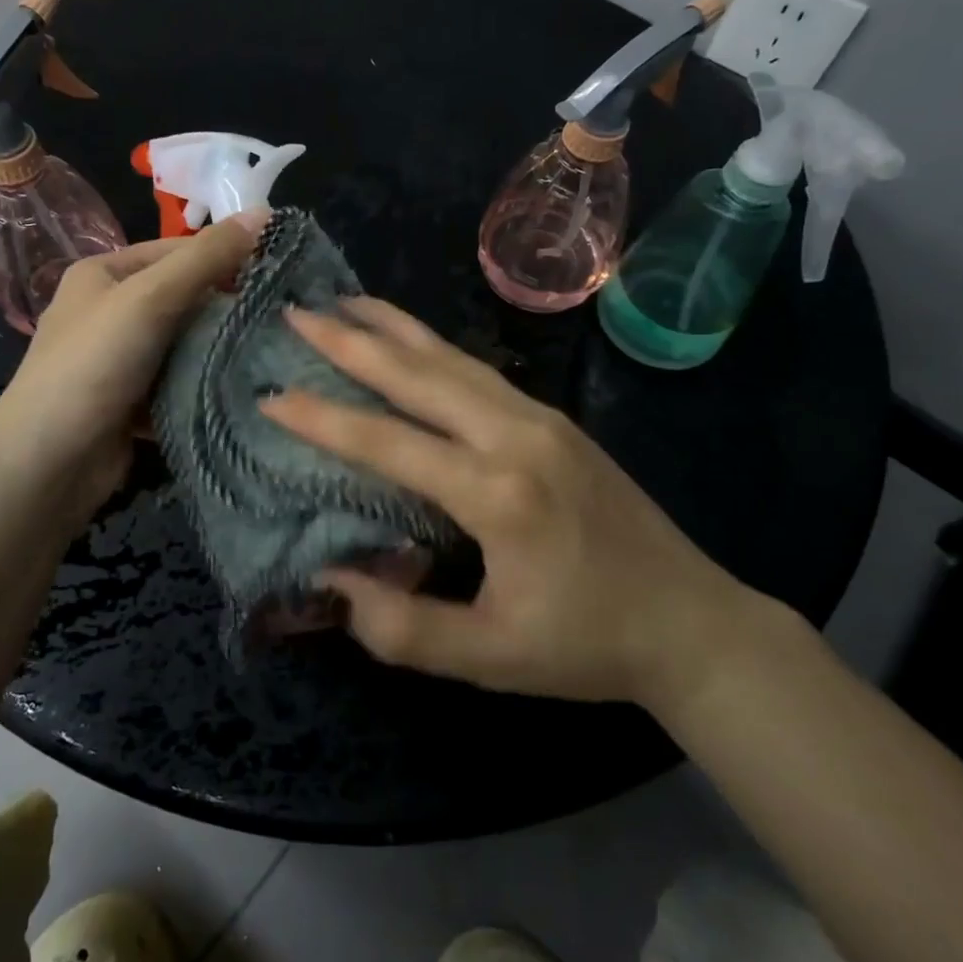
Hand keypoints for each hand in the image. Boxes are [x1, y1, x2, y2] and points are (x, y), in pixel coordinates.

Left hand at [0, 211, 266, 530]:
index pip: (177, 251)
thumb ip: (206, 257)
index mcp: (104, 274)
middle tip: (282, 317)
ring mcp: (120, 360)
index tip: (277, 273)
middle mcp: (109, 311)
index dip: (225, 258)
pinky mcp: (132, 402)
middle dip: (227, 308)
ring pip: (185, 343)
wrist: (47, 462)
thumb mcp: (150, 298)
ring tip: (273, 352)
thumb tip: (266, 213)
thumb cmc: (93, 364)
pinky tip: (243, 388)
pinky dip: (204, 384)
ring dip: (219, 349)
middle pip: (183, 298)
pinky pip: (179, 381)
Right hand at [261, 298, 754, 709]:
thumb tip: (332, 580)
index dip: (324, 420)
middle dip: (351, 342)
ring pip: (452, 358)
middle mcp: (517, 435)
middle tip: (297, 314)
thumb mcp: (490, 658)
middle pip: (419, 374)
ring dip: (394, 328)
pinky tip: (411, 340)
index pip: (390, 443)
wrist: (691, 622)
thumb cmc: (587, 644)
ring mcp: (541, 418)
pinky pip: (478, 370)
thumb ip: (403, 628)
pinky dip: (433, 346)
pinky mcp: (555, 419)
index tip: (271, 396)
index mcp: (498, 493)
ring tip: (345, 303)